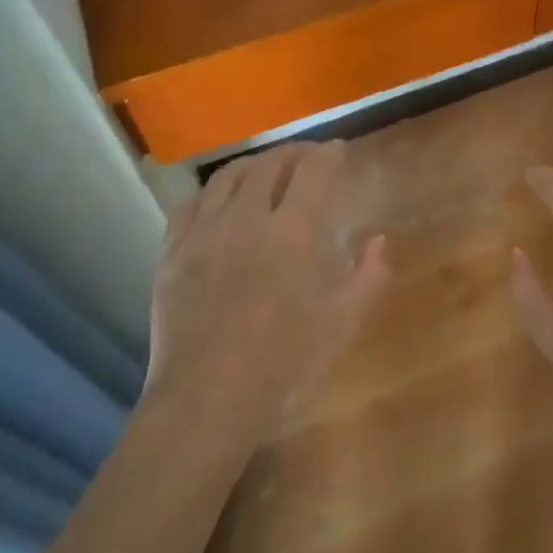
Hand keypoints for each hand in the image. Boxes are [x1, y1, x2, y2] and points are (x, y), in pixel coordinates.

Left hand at [144, 141, 388, 449]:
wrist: (207, 401)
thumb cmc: (284, 365)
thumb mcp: (342, 324)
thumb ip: (369, 276)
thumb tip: (380, 238)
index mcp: (292, 231)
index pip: (313, 171)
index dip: (329, 155)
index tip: (339, 151)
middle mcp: (246, 217)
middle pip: (270, 165)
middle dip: (294, 153)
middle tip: (307, 158)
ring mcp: (204, 232)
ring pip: (228, 177)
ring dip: (254, 165)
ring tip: (266, 170)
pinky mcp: (173, 252)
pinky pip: (192, 204)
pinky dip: (213, 192)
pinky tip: (219, 201)